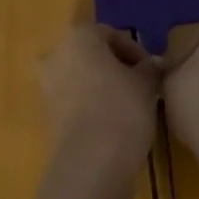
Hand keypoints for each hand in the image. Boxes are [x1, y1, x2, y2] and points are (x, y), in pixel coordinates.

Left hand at [38, 25, 160, 176]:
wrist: (90, 163)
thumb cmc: (121, 109)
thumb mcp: (146, 85)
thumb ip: (149, 68)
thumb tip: (153, 63)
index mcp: (79, 37)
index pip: (111, 34)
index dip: (135, 51)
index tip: (152, 71)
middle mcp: (56, 54)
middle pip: (91, 54)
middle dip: (115, 66)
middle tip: (140, 85)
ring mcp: (47, 85)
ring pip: (80, 77)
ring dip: (102, 85)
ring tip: (128, 105)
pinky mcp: (46, 115)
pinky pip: (73, 100)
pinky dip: (90, 104)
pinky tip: (111, 122)